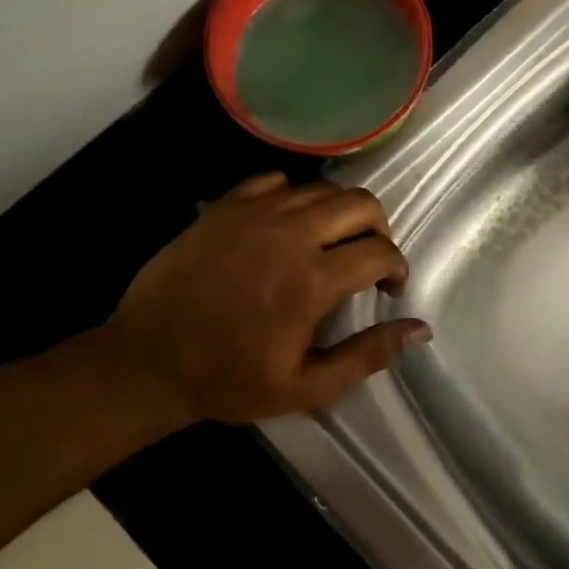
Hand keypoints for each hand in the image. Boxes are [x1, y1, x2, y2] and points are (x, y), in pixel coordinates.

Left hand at [92, 172, 428, 426]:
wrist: (147, 361)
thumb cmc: (230, 380)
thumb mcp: (307, 387)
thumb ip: (368, 355)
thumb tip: (421, 328)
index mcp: (312, 281)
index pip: (380, 251)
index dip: (396, 267)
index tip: (388, 288)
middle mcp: (290, 235)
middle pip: (360, 204)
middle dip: (378, 228)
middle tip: (367, 257)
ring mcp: (254, 213)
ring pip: (321, 188)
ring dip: (339, 213)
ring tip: (330, 242)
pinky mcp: (225, 206)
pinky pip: (276, 181)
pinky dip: (294, 198)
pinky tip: (286, 226)